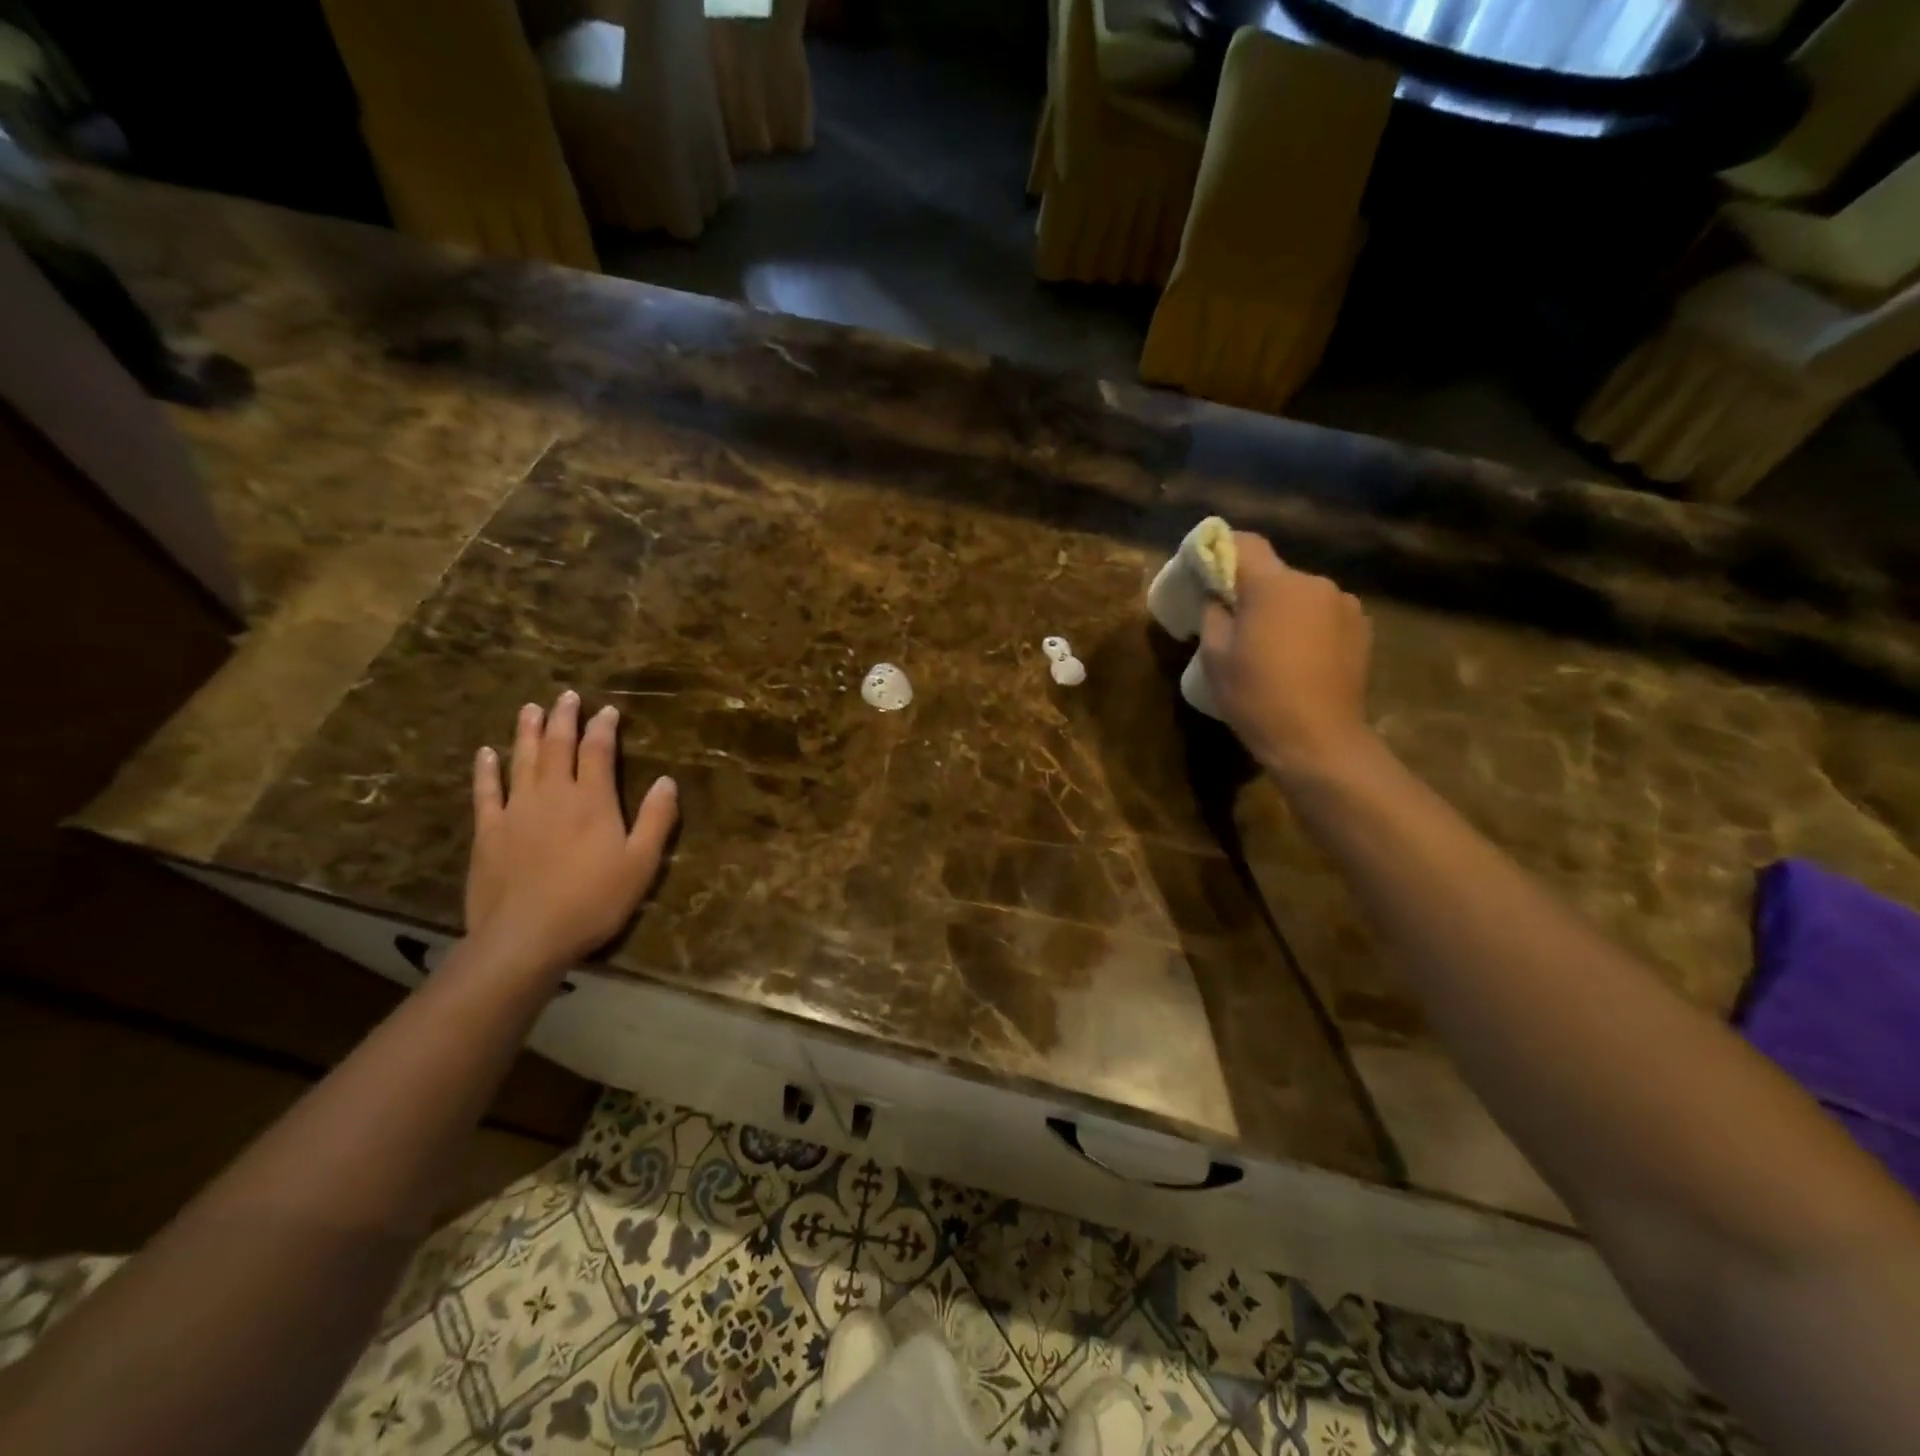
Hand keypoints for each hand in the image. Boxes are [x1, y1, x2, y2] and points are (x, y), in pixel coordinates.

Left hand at [465, 691, 678, 975]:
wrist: (525, 936)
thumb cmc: (593, 900)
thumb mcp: (641, 863)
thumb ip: (656, 819)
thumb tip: (667, 780)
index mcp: (592, 800)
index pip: (598, 751)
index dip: (603, 728)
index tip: (607, 710)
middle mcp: (553, 795)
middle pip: (557, 746)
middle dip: (564, 718)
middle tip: (566, 695)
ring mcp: (516, 810)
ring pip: (522, 760)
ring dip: (527, 732)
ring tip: (530, 708)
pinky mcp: (488, 831)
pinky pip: (486, 791)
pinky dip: (486, 770)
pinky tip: (486, 753)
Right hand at [1199, 534, 1375, 778]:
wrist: (1318, 740)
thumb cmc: (1257, 696)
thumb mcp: (1215, 656)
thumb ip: (1213, 614)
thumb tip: (1217, 597)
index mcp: (1275, 585)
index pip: (1245, 543)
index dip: (1221, 550)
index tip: (1206, 572)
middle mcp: (1315, 583)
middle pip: (1274, 573)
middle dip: (1252, 591)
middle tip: (1234, 624)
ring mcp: (1344, 606)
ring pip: (1300, 596)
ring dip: (1282, 611)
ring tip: (1269, 647)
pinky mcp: (1362, 630)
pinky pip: (1322, 615)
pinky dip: (1306, 627)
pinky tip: (1298, 659)